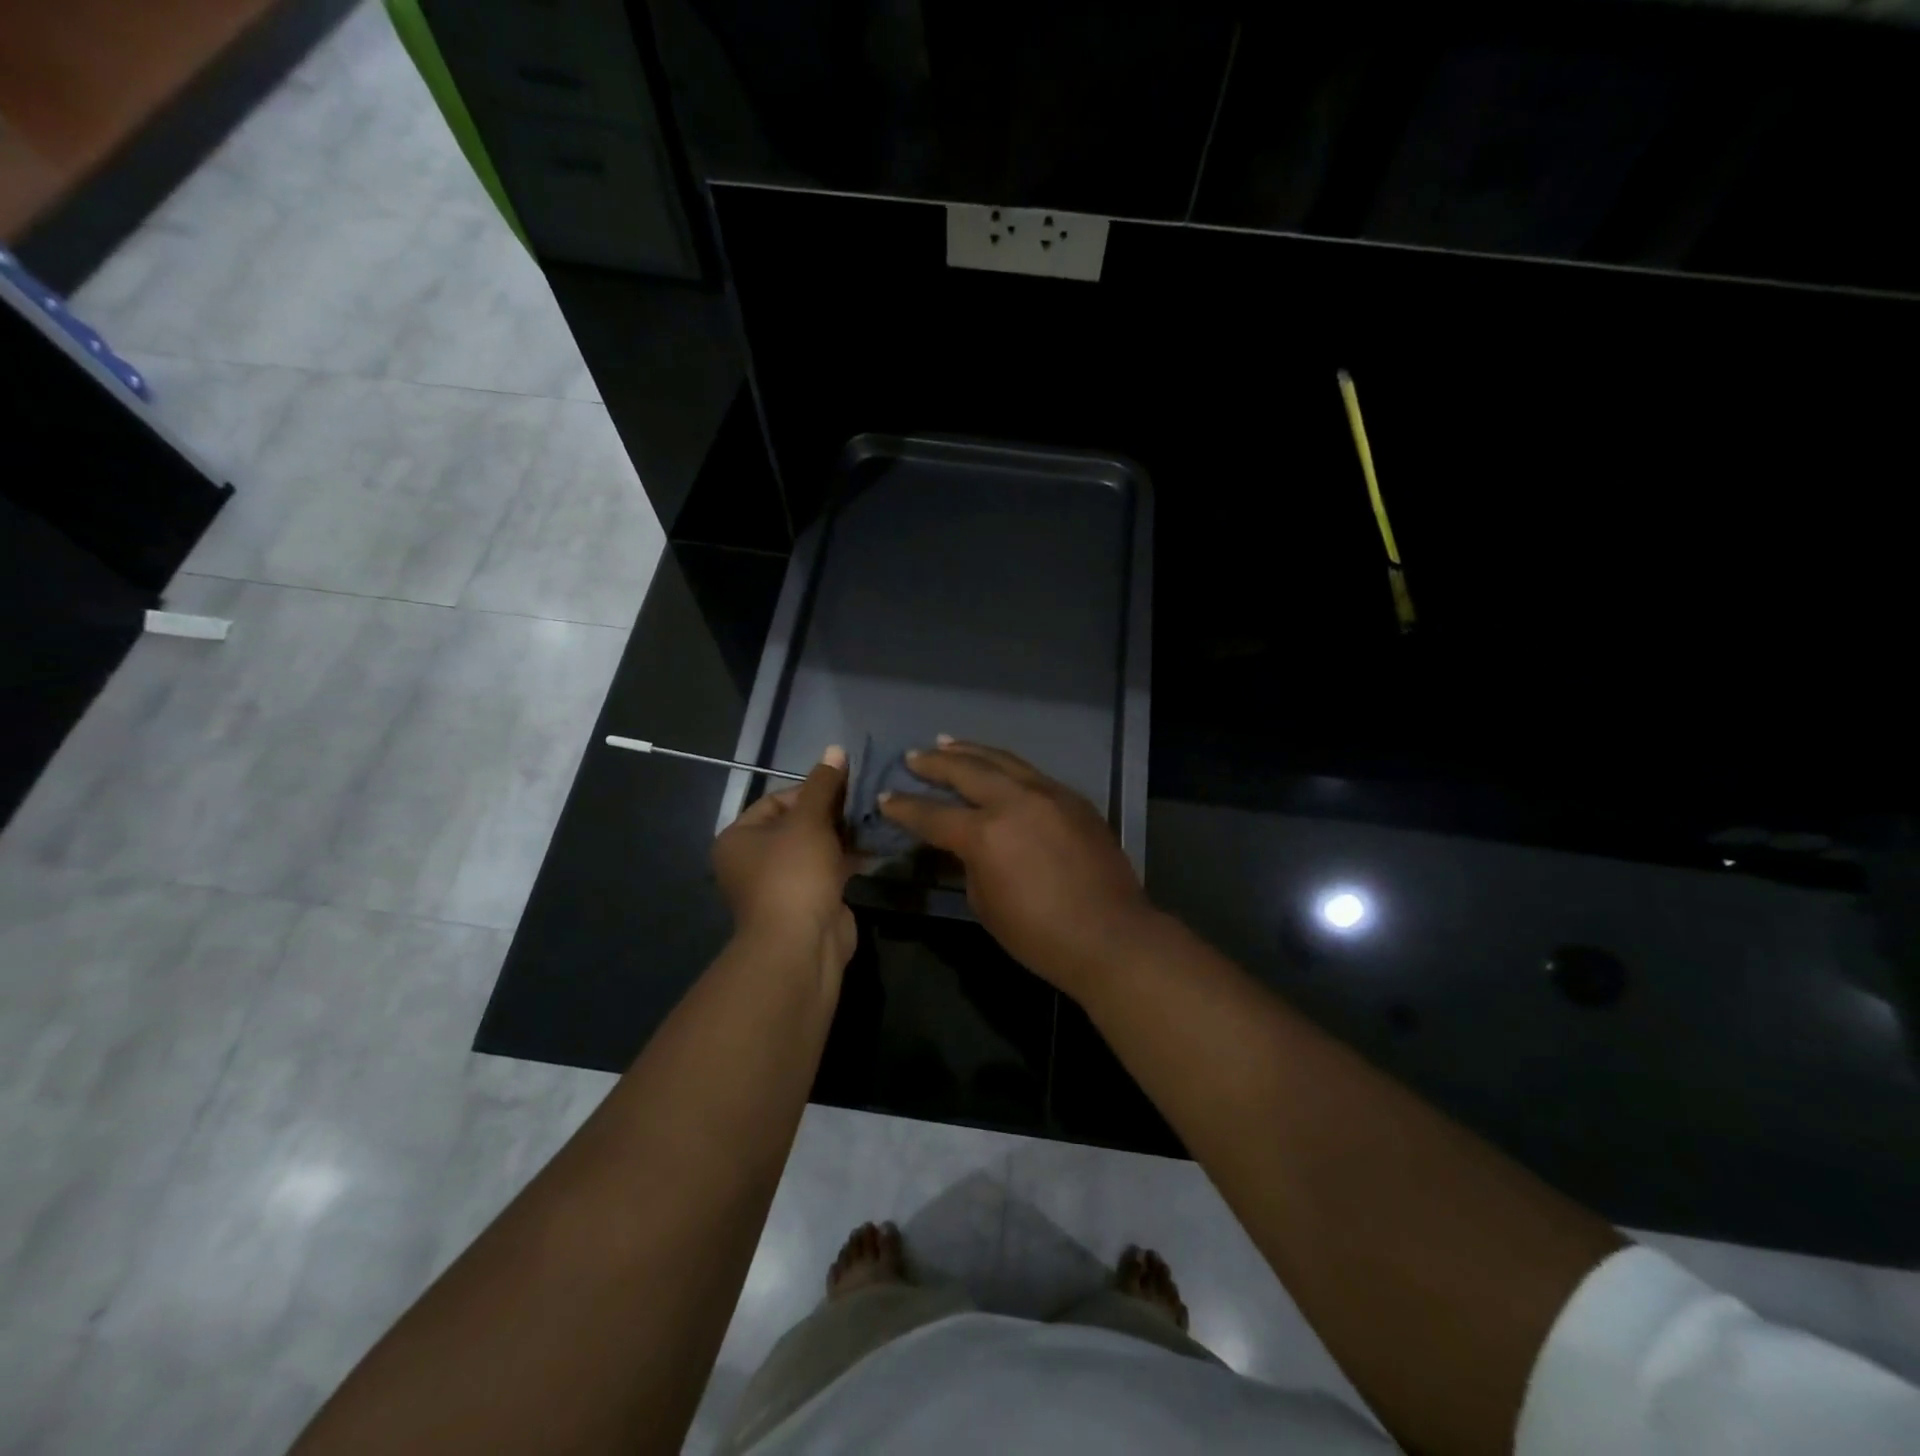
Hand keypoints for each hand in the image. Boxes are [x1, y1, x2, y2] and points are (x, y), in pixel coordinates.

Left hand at [713, 745, 856, 977]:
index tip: (846, 785)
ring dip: (843, 834)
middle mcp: (754, 860)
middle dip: (831, 812)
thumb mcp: (809, 821)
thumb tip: (835, 748)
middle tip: (864, 799)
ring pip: (816, 847)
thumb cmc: (794, 874)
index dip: (812, 789)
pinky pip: (828, 870)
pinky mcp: (809, 901)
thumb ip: (824, 785)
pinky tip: (875, 844)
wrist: (802, 945)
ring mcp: (782, 884)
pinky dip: (848, 857)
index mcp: (739, 838)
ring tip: (874, 817)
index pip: (777, 799)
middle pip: (797, 823)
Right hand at [878, 740, 1155, 993]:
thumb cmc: (1039, 935)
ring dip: (971, 751)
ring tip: (947, 743)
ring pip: (1002, 760)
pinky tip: (998, 767)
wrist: (1110, 936)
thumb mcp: (985, 904)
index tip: (885, 797)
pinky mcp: (1074, 799)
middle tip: (913, 757)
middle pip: (966, 770)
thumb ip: (970, 864)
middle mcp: (1014, 801)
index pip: (932, 814)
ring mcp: (1049, 794)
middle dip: (933, 763)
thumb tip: (968, 845)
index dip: (904, 808)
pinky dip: (1007, 767)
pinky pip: (1032, 774)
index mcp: (985, 834)